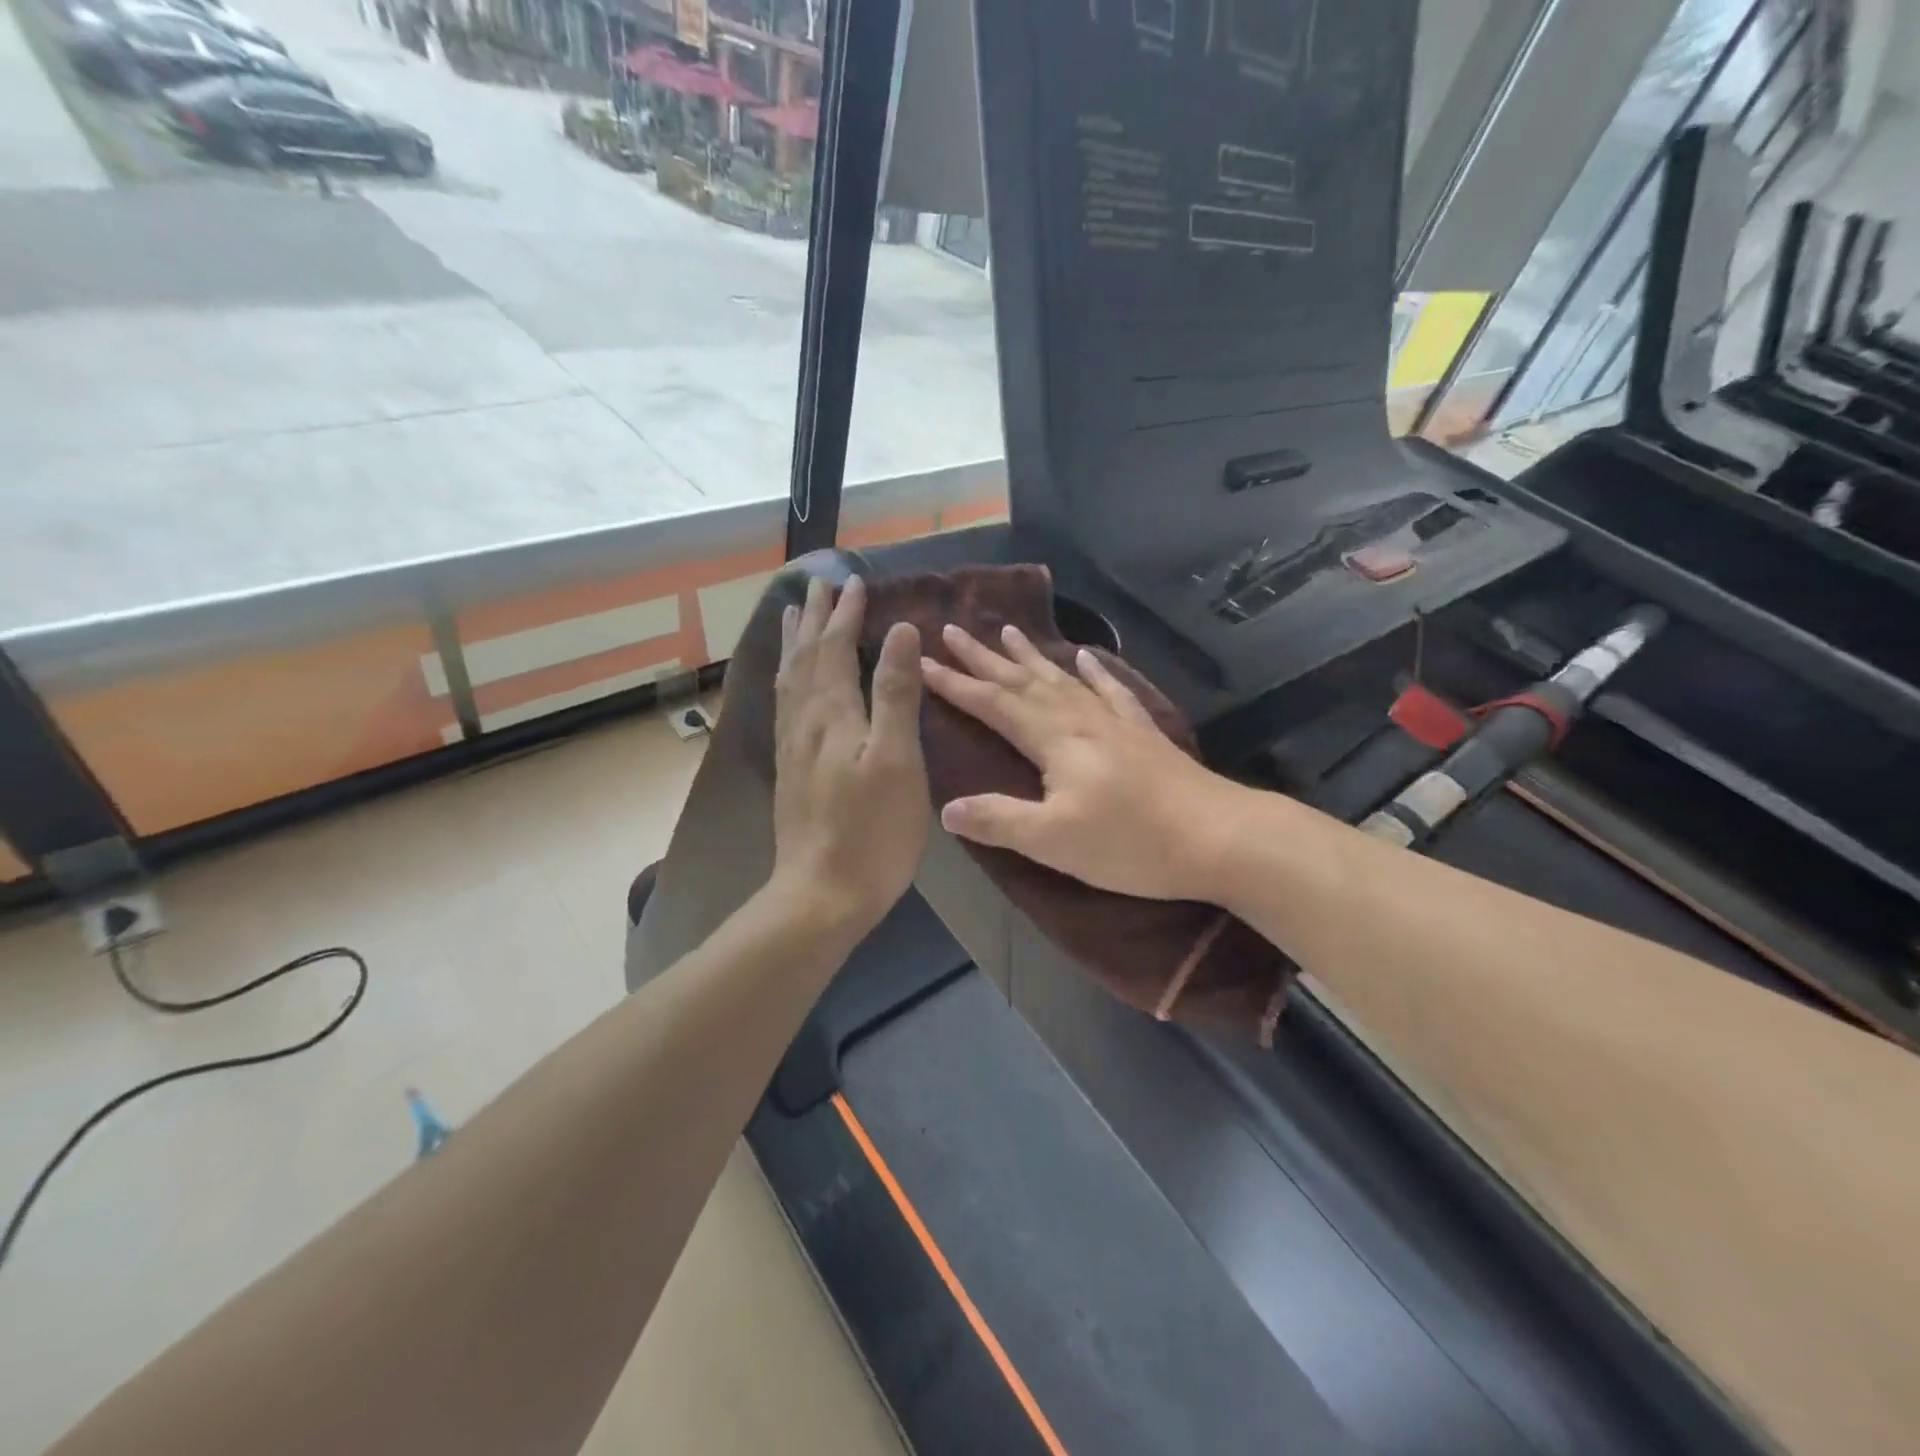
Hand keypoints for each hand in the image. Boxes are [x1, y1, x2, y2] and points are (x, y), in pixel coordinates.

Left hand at [769, 575, 930, 936]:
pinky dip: (787, 679)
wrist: (821, 894)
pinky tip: (789, 685)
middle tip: (817, 585)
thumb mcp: (895, 758)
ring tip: (793, 618)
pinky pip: (783, 706)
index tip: (853, 580)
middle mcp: (803, 721)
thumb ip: (894, 693)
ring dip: (793, 643)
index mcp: (830, 713)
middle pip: (804, 657)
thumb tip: (899, 632)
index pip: (834, 647)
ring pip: (788, 680)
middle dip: (813, 618)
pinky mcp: (790, 770)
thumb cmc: (871, 829)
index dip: (844, 613)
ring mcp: (791, 747)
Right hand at [920, 623, 1242, 901]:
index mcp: (1054, 739)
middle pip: (1022, 680)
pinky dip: (1093, 671)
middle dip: (982, 657)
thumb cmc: (1131, 843)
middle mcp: (1080, 718)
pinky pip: (1110, 690)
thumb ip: (998, 820)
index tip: (921, 662)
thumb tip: (946, 807)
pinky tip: (1086, 657)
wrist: (1219, 837)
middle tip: (951, 630)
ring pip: (1060, 678)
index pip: (993, 703)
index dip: (955, 683)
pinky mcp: (1142, 732)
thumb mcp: (1054, 841)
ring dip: (1029, 656)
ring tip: (1005, 630)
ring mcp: (1114, 722)